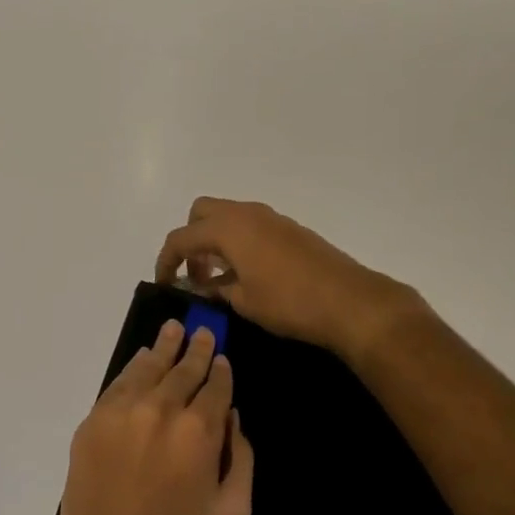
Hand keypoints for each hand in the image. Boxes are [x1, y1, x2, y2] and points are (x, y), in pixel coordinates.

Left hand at [44, 319, 252, 514]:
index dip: (221, 370)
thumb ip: (241, 457)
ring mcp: (121, 413)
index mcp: (200, 431)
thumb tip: (232, 416)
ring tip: (172, 330)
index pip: (215, 386)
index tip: (222, 357)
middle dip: (195, 349)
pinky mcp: (92, 423)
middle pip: (182, 369)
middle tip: (201, 330)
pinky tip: (141, 360)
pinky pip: (117, 385)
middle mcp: (160, 410)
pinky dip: (133, 369)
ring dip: (163, 348)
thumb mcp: (233, 513)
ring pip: (148, 368)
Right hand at [155, 198, 424, 363]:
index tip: (165, 284)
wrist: (350, 301)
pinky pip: (250, 225)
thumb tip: (202, 285)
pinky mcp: (289, 228)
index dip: (166, 260)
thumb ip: (215, 289)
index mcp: (228, 228)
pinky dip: (237, 241)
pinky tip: (247, 273)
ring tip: (219, 277)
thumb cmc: (289, 303)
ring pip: (228, 216)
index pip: (181, 237)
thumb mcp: (243, 301)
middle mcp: (246, 213)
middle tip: (195, 273)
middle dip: (190, 239)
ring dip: (214, 240)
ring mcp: (270, 218)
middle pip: (201, 212)